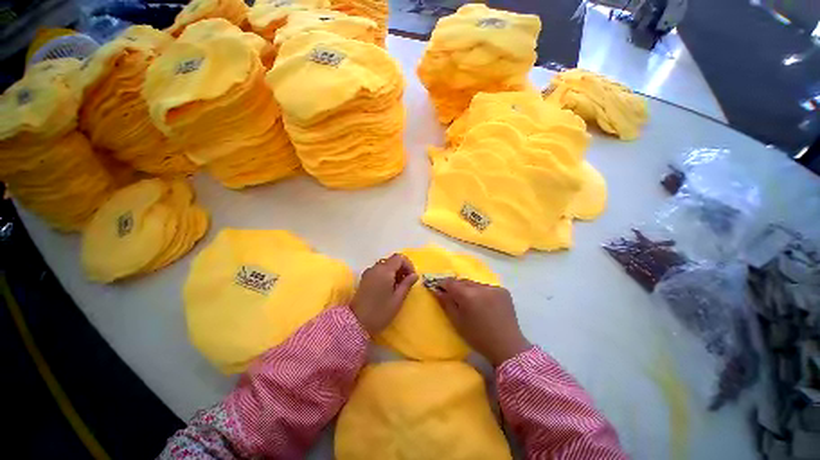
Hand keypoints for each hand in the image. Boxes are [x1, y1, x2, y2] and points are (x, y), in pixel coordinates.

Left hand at [350, 254, 418, 334]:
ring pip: (385, 265)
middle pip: (392, 260)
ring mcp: (368, 272)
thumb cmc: (380, 312)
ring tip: (398, 287)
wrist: (356, 323)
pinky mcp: (364, 279)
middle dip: (402, 268)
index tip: (412, 277)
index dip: (408, 265)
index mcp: (384, 270)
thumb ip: (407, 284)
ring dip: (394, 272)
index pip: (399, 258)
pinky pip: (378, 271)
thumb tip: (415, 275)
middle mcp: (375, 268)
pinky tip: (388, 288)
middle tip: (407, 282)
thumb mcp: (397, 299)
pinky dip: (386, 275)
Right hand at [432, 279, 530, 365]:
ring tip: (470, 301)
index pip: (450, 282)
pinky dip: (482, 292)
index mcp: (468, 295)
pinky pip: (487, 287)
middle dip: (456, 287)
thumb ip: (446, 303)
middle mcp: (481, 287)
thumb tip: (437, 290)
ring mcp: (494, 288)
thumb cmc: (478, 337)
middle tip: (453, 296)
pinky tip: (484, 303)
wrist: (507, 346)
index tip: (439, 289)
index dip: (443, 285)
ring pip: (475, 284)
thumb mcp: (457, 322)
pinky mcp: (503, 291)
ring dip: (469, 289)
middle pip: (463, 281)